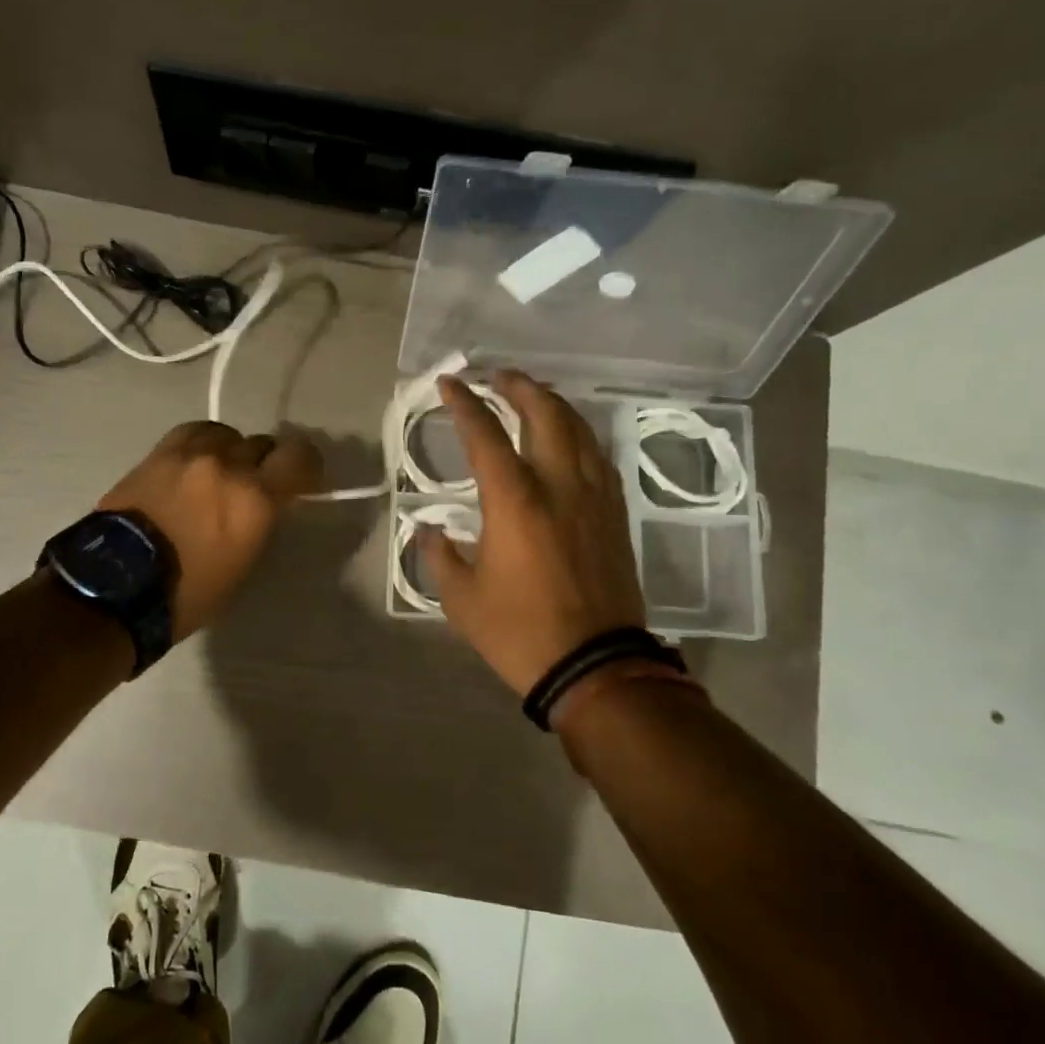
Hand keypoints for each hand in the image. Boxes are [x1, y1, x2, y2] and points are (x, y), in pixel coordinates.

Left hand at [97, 421, 322, 640]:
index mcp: (256, 500)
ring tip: (222, 471)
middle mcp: (228, 467)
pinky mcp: (159, 452)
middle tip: (257, 484)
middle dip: (266, 463)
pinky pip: (194, 432)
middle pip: (263, 444)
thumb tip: (267, 503)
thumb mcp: (242, 564)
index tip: (302, 479)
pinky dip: (203, 443)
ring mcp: (191, 455)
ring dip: (232, 452)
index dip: (306, 465)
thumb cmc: (187, 593)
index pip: (300, 457)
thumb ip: (261, 522)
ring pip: (229, 434)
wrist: (115, 586)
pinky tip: (197, 461)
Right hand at [420, 371, 646, 695]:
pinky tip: (570, 439)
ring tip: (534, 396)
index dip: (464, 403)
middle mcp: (559, 485)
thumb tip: (428, 530)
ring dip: (554, 404)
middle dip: (520, 387)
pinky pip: (599, 458)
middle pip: (545, 414)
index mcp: (515, 500)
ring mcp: (594, 497)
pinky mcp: (615, 515)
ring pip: (579, 430)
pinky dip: (579, 435)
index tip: (450, 383)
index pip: (485, 434)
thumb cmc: (520, 632)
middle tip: (498, 376)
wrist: (596, 666)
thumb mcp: (461, 599)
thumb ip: (439, 556)